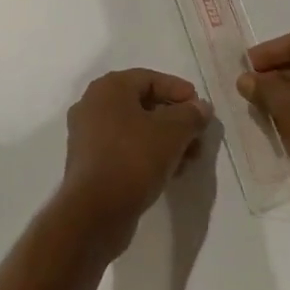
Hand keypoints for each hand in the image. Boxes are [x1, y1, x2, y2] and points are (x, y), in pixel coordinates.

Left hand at [58, 69, 210, 251]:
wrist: (95, 211)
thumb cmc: (134, 158)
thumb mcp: (172, 132)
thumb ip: (191, 115)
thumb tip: (201, 107)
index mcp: (108, 88)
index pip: (149, 79)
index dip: (179, 90)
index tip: (201, 107)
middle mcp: (93, 105)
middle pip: (142, 104)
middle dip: (175, 119)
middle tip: (198, 136)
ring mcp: (87, 135)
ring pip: (134, 129)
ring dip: (164, 139)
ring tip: (189, 158)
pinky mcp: (90, 162)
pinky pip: (124, 148)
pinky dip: (148, 154)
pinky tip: (169, 171)